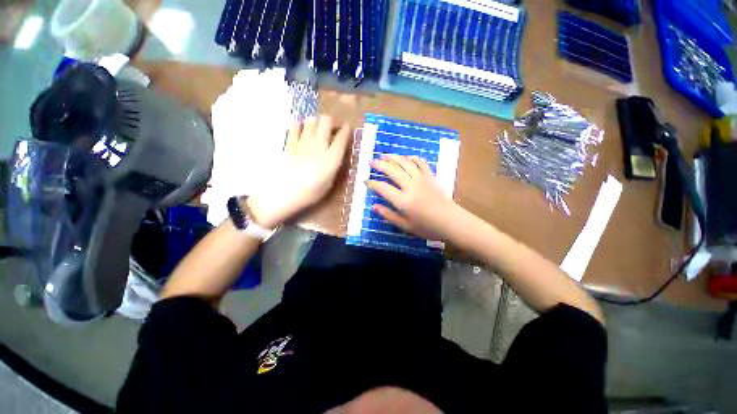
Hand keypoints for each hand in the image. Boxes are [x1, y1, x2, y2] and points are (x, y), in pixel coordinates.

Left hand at [247, 116, 350, 227]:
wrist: (284, 194)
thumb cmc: (310, 193)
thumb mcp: (329, 183)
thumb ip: (333, 166)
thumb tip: (336, 155)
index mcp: (331, 158)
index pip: (341, 138)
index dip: (346, 130)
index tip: (348, 127)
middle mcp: (319, 146)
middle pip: (326, 122)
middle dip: (331, 121)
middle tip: (332, 127)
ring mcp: (302, 143)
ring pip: (311, 121)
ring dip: (316, 122)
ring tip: (317, 128)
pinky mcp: (289, 144)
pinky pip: (294, 128)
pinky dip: (298, 126)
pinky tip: (299, 129)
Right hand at [367, 154, 463, 241]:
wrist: (451, 222)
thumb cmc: (427, 227)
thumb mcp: (405, 226)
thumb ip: (389, 215)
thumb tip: (374, 206)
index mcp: (403, 200)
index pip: (383, 188)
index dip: (372, 183)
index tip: (365, 181)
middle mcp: (411, 186)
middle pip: (393, 170)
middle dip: (380, 164)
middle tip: (371, 162)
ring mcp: (422, 179)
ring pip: (405, 163)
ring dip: (393, 157)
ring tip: (384, 155)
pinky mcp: (431, 176)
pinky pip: (420, 162)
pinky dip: (412, 158)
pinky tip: (406, 157)